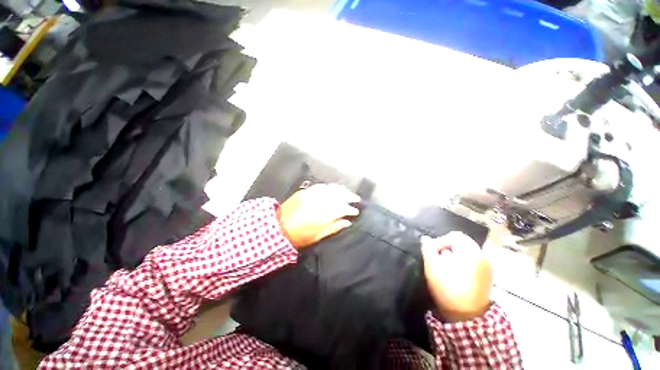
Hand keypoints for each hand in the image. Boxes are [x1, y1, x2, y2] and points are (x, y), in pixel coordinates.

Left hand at [278, 184, 359, 248]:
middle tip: (356, 199)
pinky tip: (334, 189)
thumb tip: (347, 222)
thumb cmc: (298, 236)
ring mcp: (311, 194)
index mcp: (323, 215)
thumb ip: (334, 227)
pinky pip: (321, 186)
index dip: (351, 209)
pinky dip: (330, 187)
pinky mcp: (305, 191)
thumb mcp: (318, 236)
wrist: (277, 227)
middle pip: (338, 195)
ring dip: (341, 190)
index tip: (356, 211)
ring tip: (348, 193)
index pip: (342, 208)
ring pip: (331, 188)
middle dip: (349, 196)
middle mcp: (318, 201)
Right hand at [421, 232, 492, 321]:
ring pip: (468, 251)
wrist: (467, 316)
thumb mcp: (432, 265)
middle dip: (448, 247)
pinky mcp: (488, 275)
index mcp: (470, 251)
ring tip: (446, 266)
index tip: (433, 252)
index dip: (441, 241)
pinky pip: (474, 260)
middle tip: (438, 258)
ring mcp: (487, 266)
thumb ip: (427, 248)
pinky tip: (456, 272)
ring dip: (455, 254)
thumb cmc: (447, 287)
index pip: (454, 236)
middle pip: (462, 242)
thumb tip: (425, 238)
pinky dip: (463, 261)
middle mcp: (482, 255)